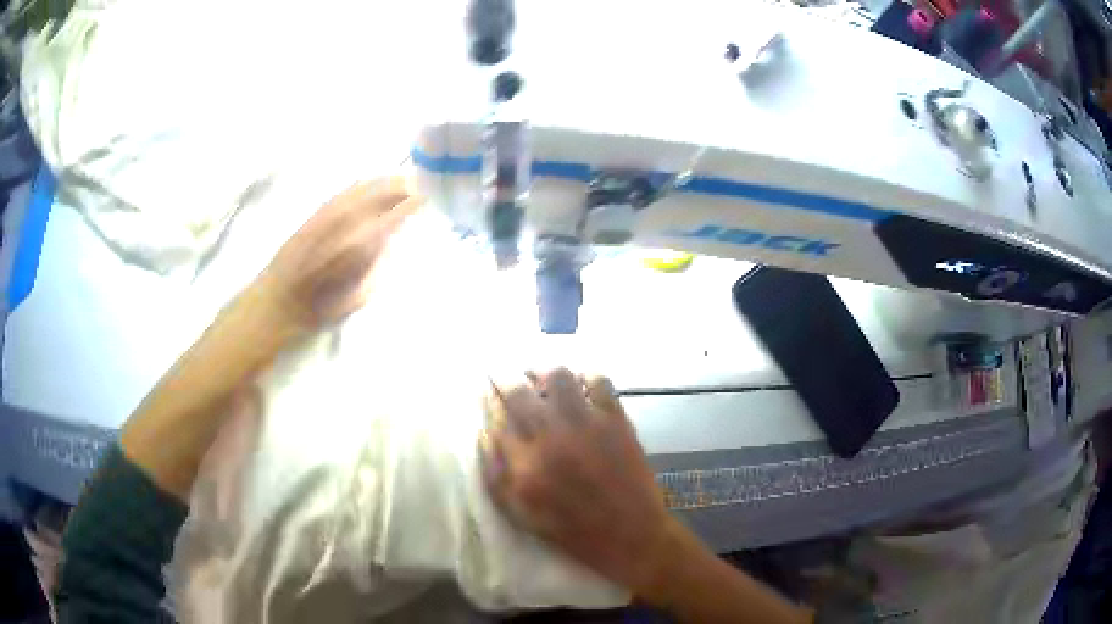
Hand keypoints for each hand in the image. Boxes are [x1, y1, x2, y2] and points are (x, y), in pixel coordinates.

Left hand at [258, 177, 420, 329]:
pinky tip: (367, 184)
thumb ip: (378, 266)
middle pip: (378, 194)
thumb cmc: (320, 310)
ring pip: (360, 189)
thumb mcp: (359, 296)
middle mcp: (345, 223)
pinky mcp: (313, 214)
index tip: (426, 198)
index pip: (393, 214)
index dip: (411, 203)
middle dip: (400, 186)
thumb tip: (391, 241)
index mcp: (360, 246)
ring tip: (398, 179)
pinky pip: (342, 193)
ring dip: (381, 181)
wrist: (278, 303)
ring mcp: (327, 215)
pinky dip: (359, 185)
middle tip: (417, 184)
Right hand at [482, 368, 679, 595]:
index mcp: (523, 464)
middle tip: (504, 373)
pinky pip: (598, 381)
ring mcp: (586, 424)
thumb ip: (495, 472)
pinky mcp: (615, 420)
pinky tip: (581, 385)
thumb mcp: (519, 511)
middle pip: (518, 389)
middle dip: (504, 374)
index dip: (488, 397)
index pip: (495, 415)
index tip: (487, 390)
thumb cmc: (570, 529)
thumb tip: (484, 431)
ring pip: (557, 374)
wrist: (629, 534)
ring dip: (543, 372)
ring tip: (542, 379)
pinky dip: (585, 376)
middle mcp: (550, 437)